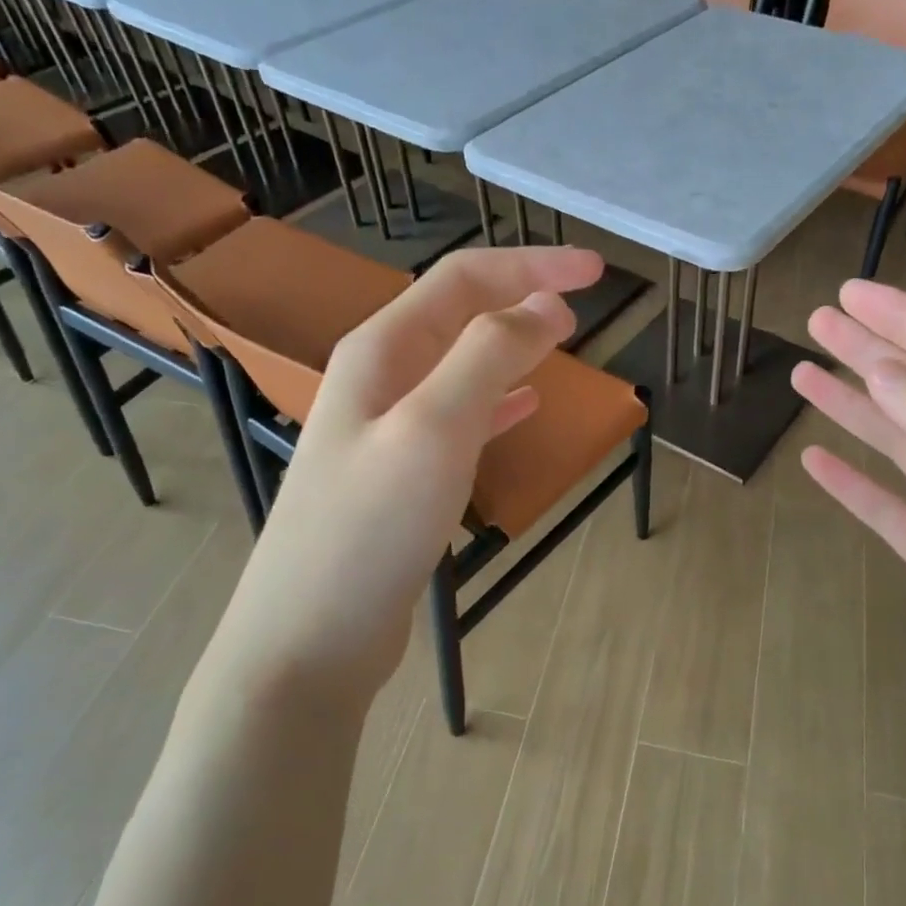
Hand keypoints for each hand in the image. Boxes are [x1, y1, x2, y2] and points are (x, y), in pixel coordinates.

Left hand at [206, 245, 603, 706]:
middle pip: (460, 314)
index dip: (531, 266)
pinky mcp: (403, 476)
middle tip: (583, 305)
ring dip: (514, 344)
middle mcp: (381, 378)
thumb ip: (487, 357)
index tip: (595, 271)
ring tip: (562, 343)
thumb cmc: (369, 530)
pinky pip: (461, 416)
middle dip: (522, 297)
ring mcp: (389, 429)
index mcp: (382, 351)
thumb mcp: (433, 430)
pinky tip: (525, 406)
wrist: (310, 640)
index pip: (464, 280)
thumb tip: (543, 310)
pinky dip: (499, 399)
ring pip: (463, 364)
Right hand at [791, 280, 905, 791]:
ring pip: (902, 442)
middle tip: (818, 318)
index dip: (905, 318)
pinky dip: (854, 480)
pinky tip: (816, 461)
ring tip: (804, 373)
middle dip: (874, 351)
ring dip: (855, 407)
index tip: (851, 293)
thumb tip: (887, 365)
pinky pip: (889, 504)